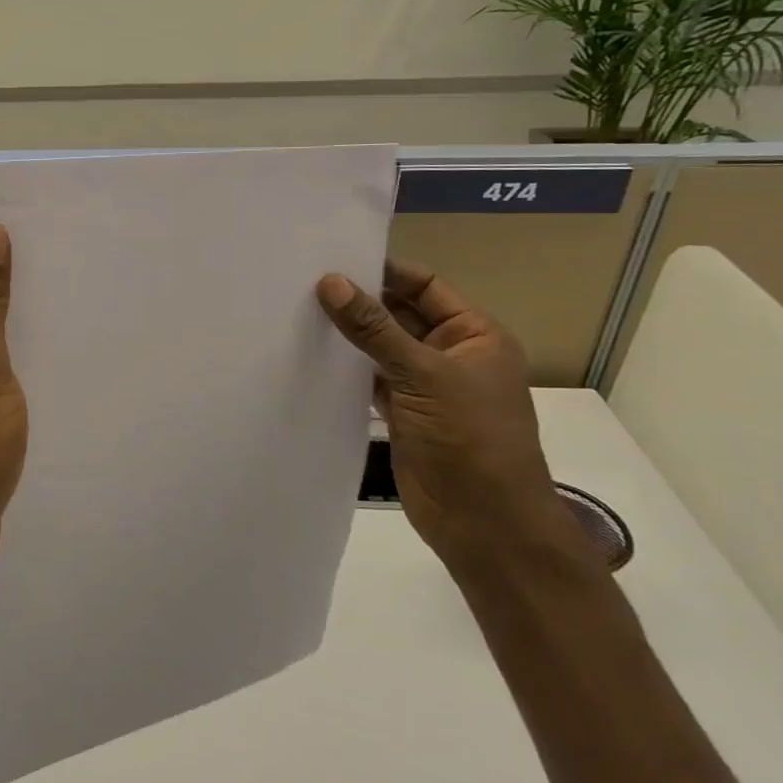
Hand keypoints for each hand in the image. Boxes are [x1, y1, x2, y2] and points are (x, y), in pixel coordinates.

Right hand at [317, 260, 582, 577]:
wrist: (485, 524)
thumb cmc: (469, 438)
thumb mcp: (423, 374)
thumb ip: (374, 328)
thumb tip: (330, 282)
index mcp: (474, 334)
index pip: (424, 285)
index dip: (384, 271)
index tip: (333, 258)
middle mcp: (451, 353)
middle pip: (400, 313)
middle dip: (359, 300)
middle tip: (303, 281)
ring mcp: (425, 385)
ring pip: (381, 347)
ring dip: (349, 334)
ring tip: (297, 311)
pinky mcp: (402, 413)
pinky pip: (370, 378)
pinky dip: (345, 367)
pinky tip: (311, 354)